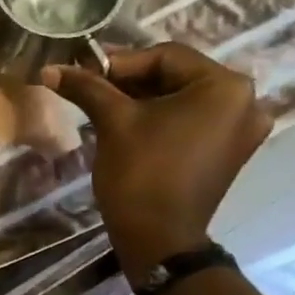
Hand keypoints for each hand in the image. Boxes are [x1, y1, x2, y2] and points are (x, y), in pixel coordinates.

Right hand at [42, 43, 271, 283]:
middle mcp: (244, 102)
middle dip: (129, 81)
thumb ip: (87, 88)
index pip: (166, 56)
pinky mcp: (227, 151)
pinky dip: (158, 118)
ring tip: (101, 106)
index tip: (82, 71)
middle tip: (88, 87)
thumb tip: (50, 69)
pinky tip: (127, 125)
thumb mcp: (113, 122)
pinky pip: (189, 121)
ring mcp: (239, 130)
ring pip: (181, 99)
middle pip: (176, 76)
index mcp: (225, 87)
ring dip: (141, 99)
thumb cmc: (141, 173)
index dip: (118, 62)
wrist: (157, 238)